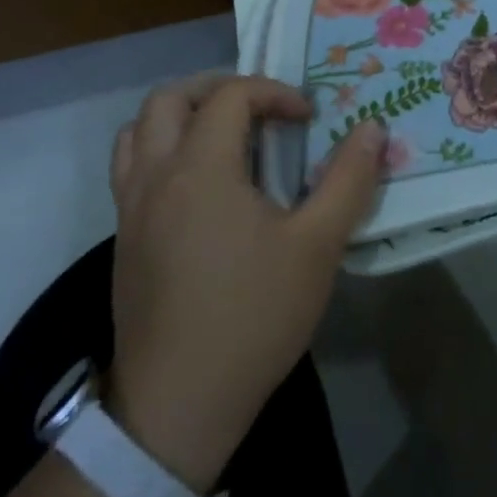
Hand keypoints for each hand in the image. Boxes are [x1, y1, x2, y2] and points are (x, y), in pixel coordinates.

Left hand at [102, 74, 385, 494]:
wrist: (176, 407)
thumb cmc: (252, 316)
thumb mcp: (317, 246)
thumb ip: (348, 179)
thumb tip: (372, 129)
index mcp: (200, 169)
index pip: (230, 95)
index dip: (274, 93)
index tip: (307, 119)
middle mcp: (156, 177)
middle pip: (169, 99)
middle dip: (218, 89)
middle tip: (260, 110)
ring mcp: (131, 210)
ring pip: (139, 131)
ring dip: (182, 117)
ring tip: (226, 138)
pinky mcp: (123, 241)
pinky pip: (132, 169)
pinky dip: (164, 152)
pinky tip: (203, 188)